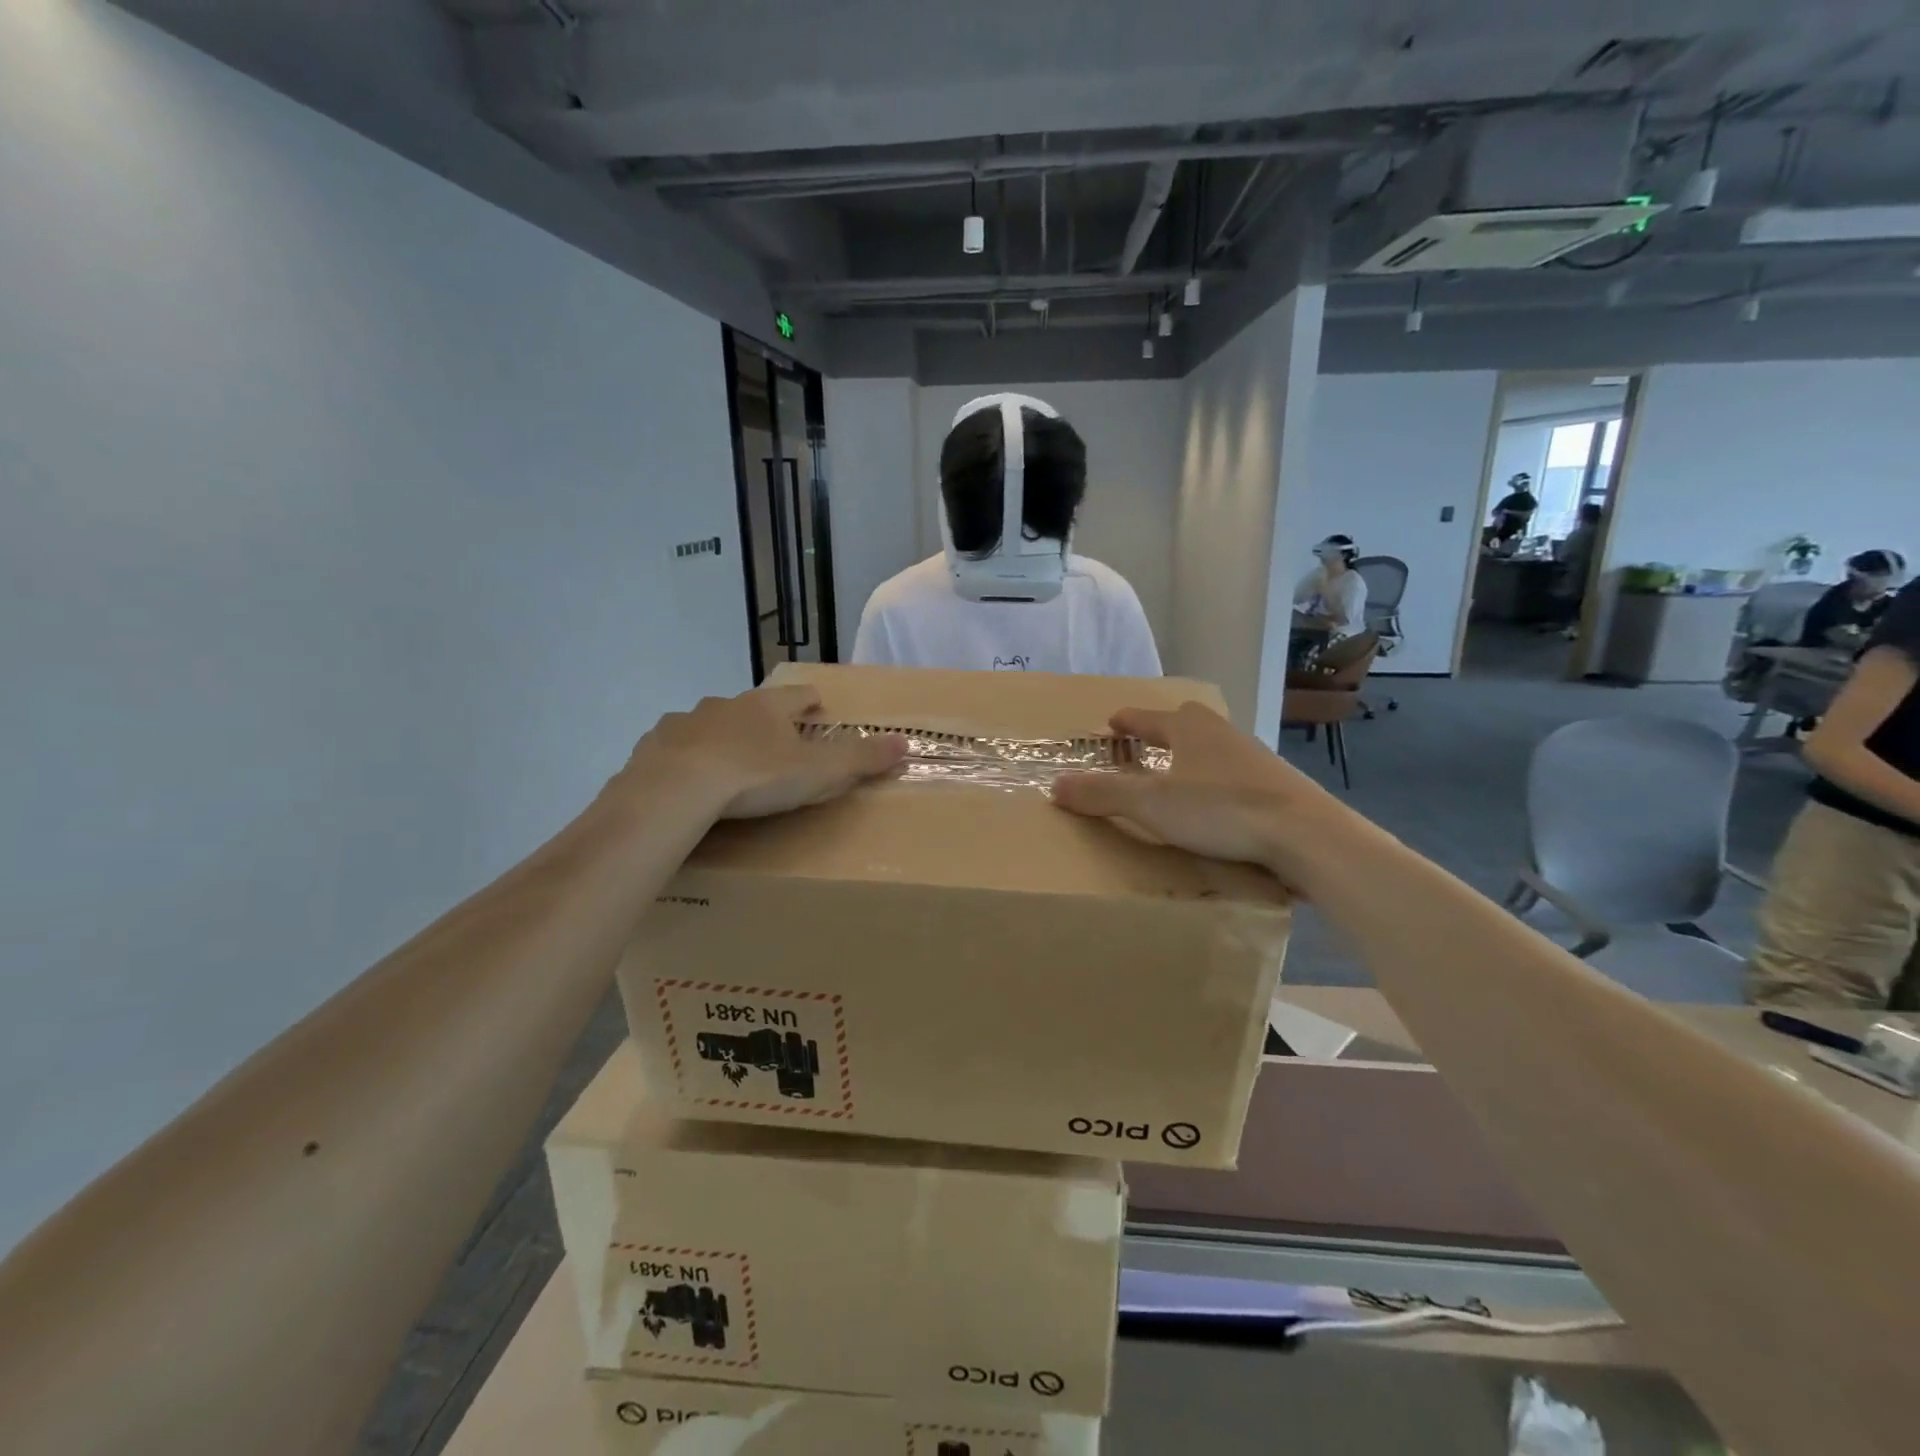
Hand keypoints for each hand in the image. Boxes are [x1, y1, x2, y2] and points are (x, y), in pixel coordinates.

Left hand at [624, 685, 905, 820]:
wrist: (676, 790)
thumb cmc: (755, 777)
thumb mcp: (818, 772)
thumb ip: (860, 758)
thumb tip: (905, 742)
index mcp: (768, 708)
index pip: (797, 696)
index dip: (810, 701)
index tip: (817, 705)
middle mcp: (726, 706)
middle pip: (751, 707)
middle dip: (763, 719)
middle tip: (773, 739)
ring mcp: (686, 723)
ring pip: (709, 723)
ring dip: (721, 735)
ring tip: (727, 760)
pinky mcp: (654, 746)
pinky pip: (674, 746)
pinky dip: (685, 756)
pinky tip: (686, 776)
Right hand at [1051, 703, 1350, 881]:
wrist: (1306, 834)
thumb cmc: (1221, 809)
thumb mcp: (1151, 804)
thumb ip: (1103, 793)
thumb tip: (1055, 785)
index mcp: (1190, 730)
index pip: (1149, 718)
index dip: (1128, 720)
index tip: (1113, 722)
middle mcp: (1223, 735)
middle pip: (1188, 722)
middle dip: (1164, 729)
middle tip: (1145, 743)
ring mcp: (1255, 758)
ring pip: (1215, 747)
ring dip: (1193, 755)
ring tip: (1178, 775)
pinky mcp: (1278, 786)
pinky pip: (1236, 774)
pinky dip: (1217, 781)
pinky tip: (1217, 806)